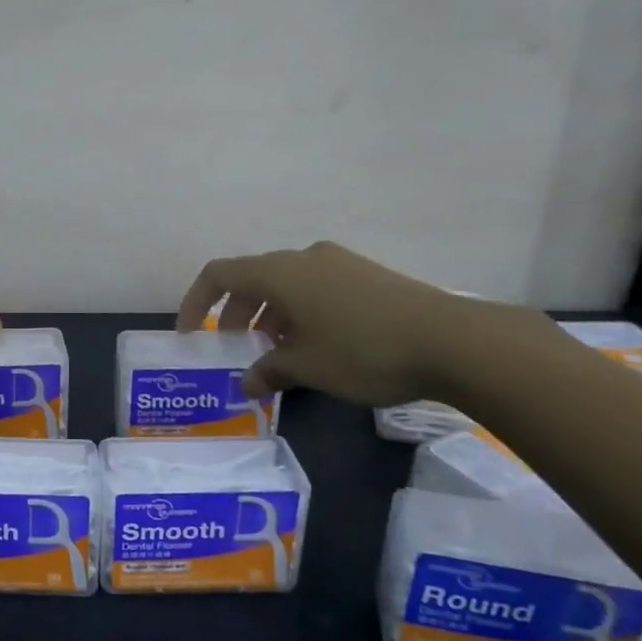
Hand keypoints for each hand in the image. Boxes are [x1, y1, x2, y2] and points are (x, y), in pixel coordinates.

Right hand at [177, 242, 479, 405]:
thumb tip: (248, 383)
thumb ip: (269, 371)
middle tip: (236, 349)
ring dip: (270, 316)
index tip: (189, 332)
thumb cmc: (364, 350)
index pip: (219, 274)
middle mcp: (304, 258)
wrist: (452, 340)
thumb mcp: (308, 367)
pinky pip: (315, 288)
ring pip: (286, 285)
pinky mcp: (366, 275)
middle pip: (253, 279)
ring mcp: (339, 263)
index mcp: (280, 272)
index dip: (196, 301)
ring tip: (277, 354)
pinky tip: (316, 346)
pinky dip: (300, 313)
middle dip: (236, 314)